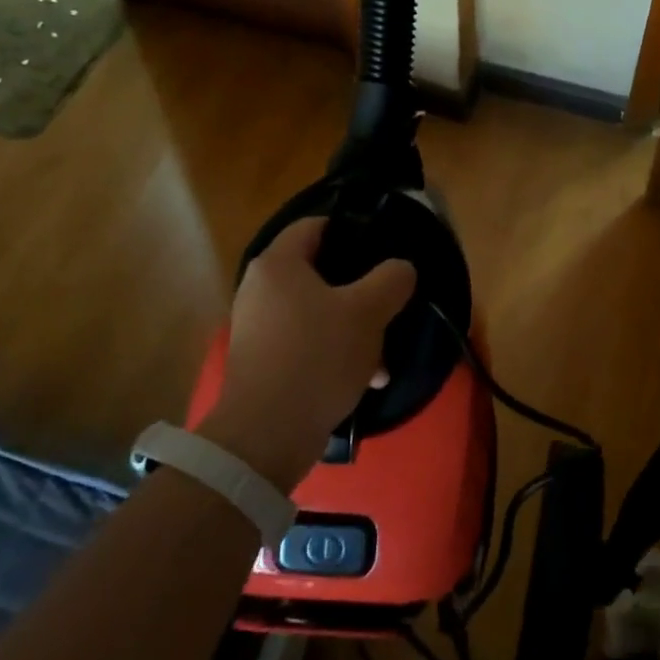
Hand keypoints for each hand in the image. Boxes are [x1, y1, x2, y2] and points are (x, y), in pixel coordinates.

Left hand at [200, 217, 415, 490]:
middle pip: (320, 273)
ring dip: (353, 329)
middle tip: (389, 304)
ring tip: (383, 357)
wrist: (268, 433)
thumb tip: (400, 269)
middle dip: (360, 291)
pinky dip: (334, 353)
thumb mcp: (368, 312)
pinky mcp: (262, 361)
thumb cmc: (318, 356)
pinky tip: (366, 379)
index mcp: (278, 264)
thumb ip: (392, 280)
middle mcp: (260, 289)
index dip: (351, 230)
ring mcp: (258, 327)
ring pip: (317, 313)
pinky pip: (306, 343)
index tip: (383, 248)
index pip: (315, 225)